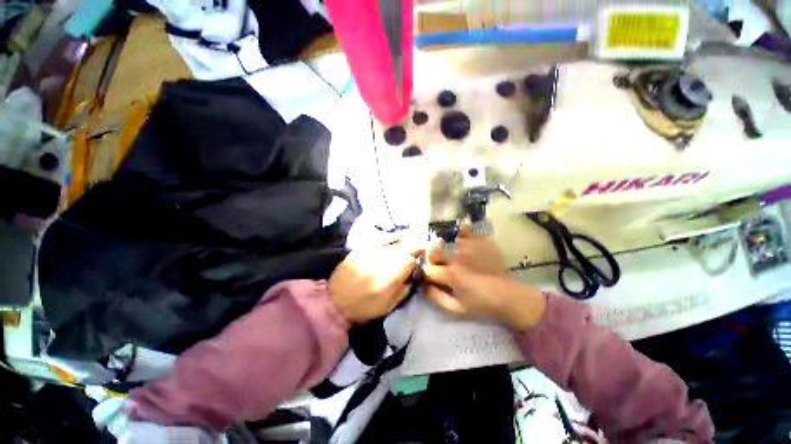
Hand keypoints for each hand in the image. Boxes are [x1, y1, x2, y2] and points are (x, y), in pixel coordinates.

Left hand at [329, 241, 420, 324]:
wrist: (335, 303)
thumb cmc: (364, 309)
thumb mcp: (388, 306)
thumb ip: (404, 289)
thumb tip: (414, 273)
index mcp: (387, 283)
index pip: (407, 263)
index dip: (415, 258)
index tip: (419, 257)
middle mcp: (378, 266)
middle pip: (400, 251)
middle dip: (410, 248)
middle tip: (417, 247)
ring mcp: (367, 256)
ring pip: (390, 245)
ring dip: (402, 244)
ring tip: (408, 242)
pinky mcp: (359, 251)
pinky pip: (377, 240)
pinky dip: (388, 237)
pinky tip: (396, 236)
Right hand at [424, 227, 545, 330]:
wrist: (509, 296)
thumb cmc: (482, 304)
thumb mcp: (457, 308)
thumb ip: (436, 297)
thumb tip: (422, 285)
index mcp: (451, 275)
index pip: (428, 269)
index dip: (427, 273)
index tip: (431, 276)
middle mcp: (457, 257)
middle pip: (434, 250)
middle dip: (432, 257)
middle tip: (438, 263)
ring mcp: (469, 247)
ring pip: (447, 240)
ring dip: (444, 244)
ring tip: (448, 249)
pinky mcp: (480, 242)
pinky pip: (466, 231)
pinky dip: (462, 230)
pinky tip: (461, 230)